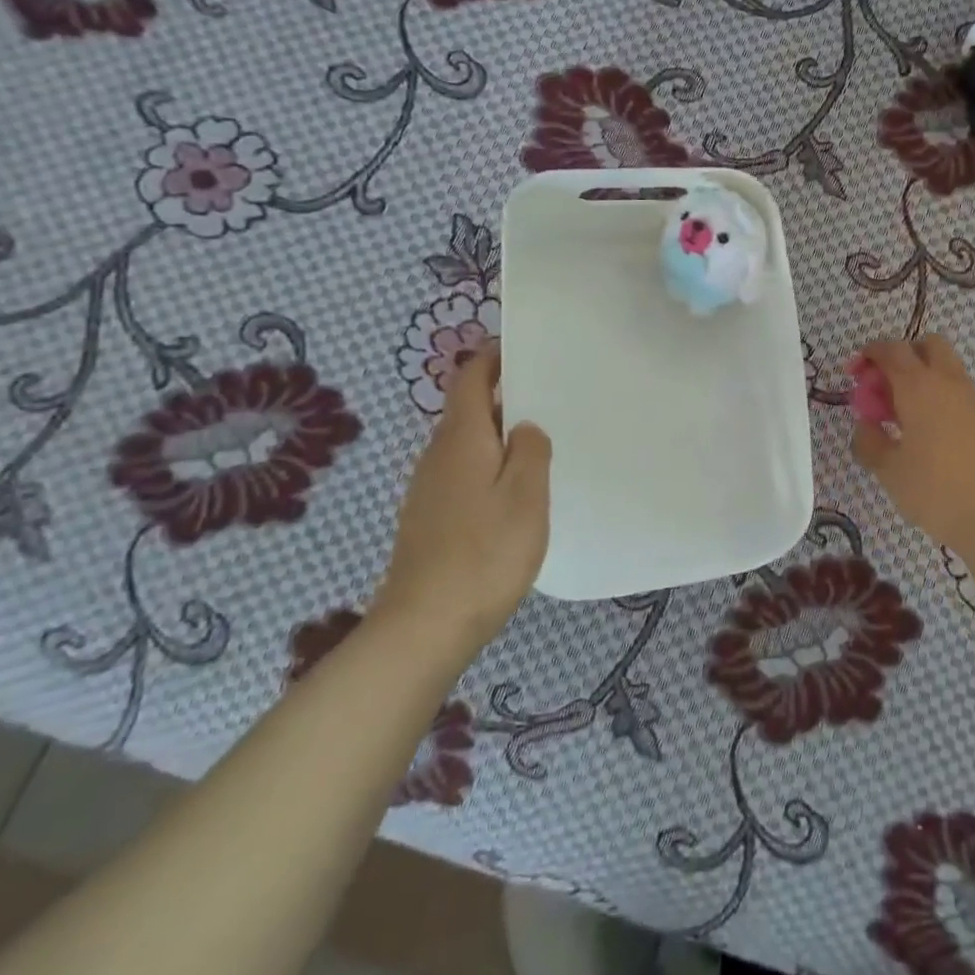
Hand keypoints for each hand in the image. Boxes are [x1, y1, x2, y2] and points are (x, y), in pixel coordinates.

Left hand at [376, 345, 551, 648]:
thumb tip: (523, 426)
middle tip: (548, 400)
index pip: (468, 379)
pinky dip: (488, 467)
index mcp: (461, 440)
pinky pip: (463, 474)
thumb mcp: (525, 496)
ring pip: (466, 445)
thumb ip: (529, 451)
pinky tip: (513, 494)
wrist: (425, 625)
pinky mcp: (429, 518)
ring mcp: (428, 489)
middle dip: (502, 397)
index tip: (522, 349)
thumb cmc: (484, 553)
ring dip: (498, 436)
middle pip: (467, 410)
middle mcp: (437, 456)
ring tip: (539, 445)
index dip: (491, 358)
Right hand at [850, 334, 974, 556]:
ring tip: (908, 418)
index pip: (892, 349)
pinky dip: (945, 399)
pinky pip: (963, 394)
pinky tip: (936, 436)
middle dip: (904, 356)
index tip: (856, 372)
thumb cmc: (935, 492)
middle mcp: (951, 382)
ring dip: (926, 379)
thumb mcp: (888, 470)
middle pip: (929, 345)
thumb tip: (866, 424)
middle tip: (887, 388)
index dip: (870, 354)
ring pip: (949, 369)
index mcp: (919, 387)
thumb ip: (869, 439)